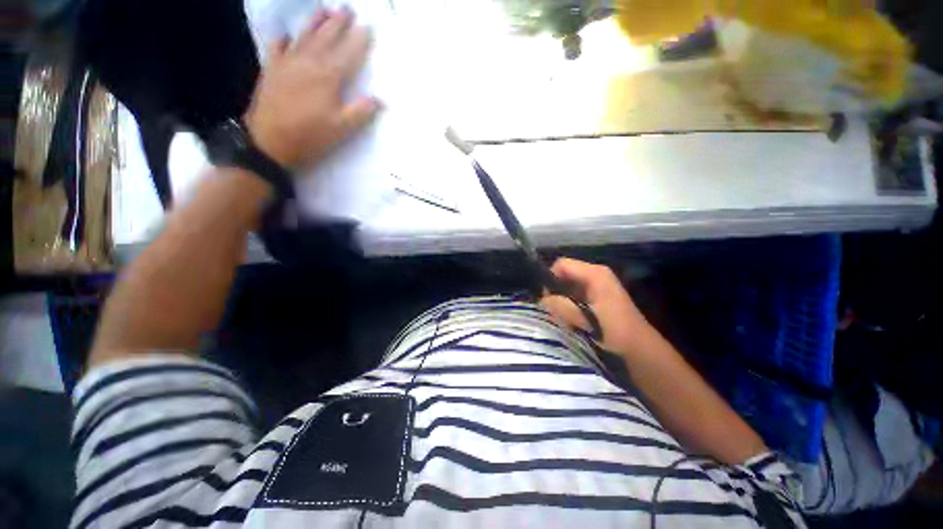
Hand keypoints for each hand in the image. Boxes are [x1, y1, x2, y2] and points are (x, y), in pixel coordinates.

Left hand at [244, 8, 379, 168]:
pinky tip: (288, 34)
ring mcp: (287, 63)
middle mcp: (308, 63)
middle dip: (339, 23)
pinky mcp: (271, 70)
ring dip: (315, 22)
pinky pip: (277, 47)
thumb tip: (380, 100)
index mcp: (328, 77)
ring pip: (304, 36)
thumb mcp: (342, 129)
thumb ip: (361, 112)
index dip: (359, 40)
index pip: (348, 54)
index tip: (369, 27)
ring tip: (324, 9)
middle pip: (326, 38)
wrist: (270, 140)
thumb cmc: (310, 136)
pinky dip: (284, 39)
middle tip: (348, 8)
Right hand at [540, 258, 655, 357]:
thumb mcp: (585, 318)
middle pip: (564, 274)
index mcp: (595, 274)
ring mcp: (597, 284)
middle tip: (555, 310)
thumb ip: (561, 306)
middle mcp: (595, 274)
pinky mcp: (597, 295)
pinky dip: (568, 303)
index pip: (561, 264)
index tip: (547, 299)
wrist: (639, 348)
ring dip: (561, 299)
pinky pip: (574, 293)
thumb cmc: (614, 331)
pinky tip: (572, 318)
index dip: (550, 279)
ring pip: (568, 284)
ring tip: (563, 316)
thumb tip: (543, 300)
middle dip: (555, 291)